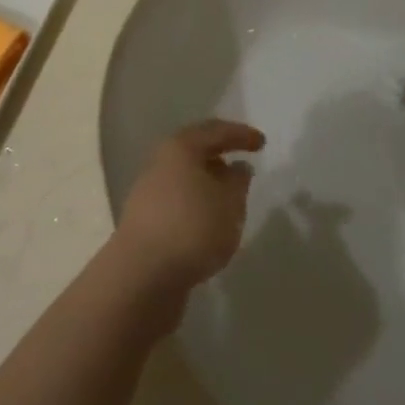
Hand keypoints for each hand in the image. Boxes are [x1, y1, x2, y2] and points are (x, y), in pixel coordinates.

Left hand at [110, 120, 264, 299]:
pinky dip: (197, 204)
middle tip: (243, 168)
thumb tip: (237, 168)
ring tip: (230, 200)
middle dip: (220, 157)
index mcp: (181, 148)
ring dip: (208, 183)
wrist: (142, 273)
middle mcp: (160, 162)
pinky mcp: (145, 218)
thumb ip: (238, 182)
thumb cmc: (193, 228)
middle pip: (195, 151)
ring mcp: (149, 190)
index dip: (241, 135)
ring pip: (185, 177)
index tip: (262, 143)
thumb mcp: (229, 204)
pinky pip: (178, 200)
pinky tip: (209, 222)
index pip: (215, 131)